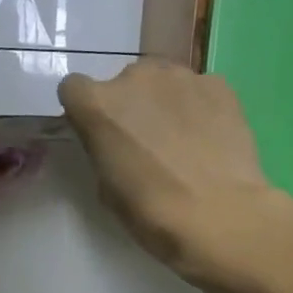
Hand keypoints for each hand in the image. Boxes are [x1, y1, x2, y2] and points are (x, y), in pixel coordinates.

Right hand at [57, 61, 286, 289]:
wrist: (219, 215)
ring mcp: (181, 76)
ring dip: (163, 103)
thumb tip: (114, 143)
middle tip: (144, 143)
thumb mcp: (107, 188)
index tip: (97, 134)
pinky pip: (197, 89)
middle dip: (129, 106)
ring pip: (161, 82)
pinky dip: (197, 107)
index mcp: (98, 105)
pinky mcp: (218, 84)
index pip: (74, 89)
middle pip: (122, 83)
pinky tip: (208, 139)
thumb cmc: (151, 212)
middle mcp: (135, 77)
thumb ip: (103, 151)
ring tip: (181, 141)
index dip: (84, 112)